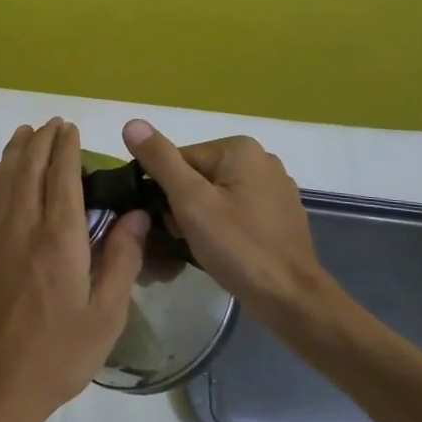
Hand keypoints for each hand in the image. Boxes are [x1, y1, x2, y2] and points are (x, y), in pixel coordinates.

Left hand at [0, 119, 149, 421]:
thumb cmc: (57, 356)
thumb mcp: (105, 315)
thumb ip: (121, 259)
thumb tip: (135, 214)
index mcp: (59, 240)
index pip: (62, 178)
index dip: (66, 149)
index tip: (70, 128)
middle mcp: (22, 229)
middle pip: (29, 171)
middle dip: (40, 142)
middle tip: (51, 123)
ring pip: (3, 181)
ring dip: (15, 153)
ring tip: (24, 133)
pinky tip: (0, 172)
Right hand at [121, 120, 329, 320]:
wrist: (290, 298)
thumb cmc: (237, 246)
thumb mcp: (190, 201)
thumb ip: (160, 160)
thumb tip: (132, 123)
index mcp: (239, 149)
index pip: (178, 160)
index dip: (165, 192)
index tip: (168, 223)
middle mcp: (261, 159)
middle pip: (197, 177)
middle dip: (183, 207)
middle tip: (185, 239)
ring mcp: (275, 188)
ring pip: (216, 196)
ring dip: (200, 220)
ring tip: (203, 248)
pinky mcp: (280, 214)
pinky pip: (237, 212)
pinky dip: (223, 228)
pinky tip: (224, 251)